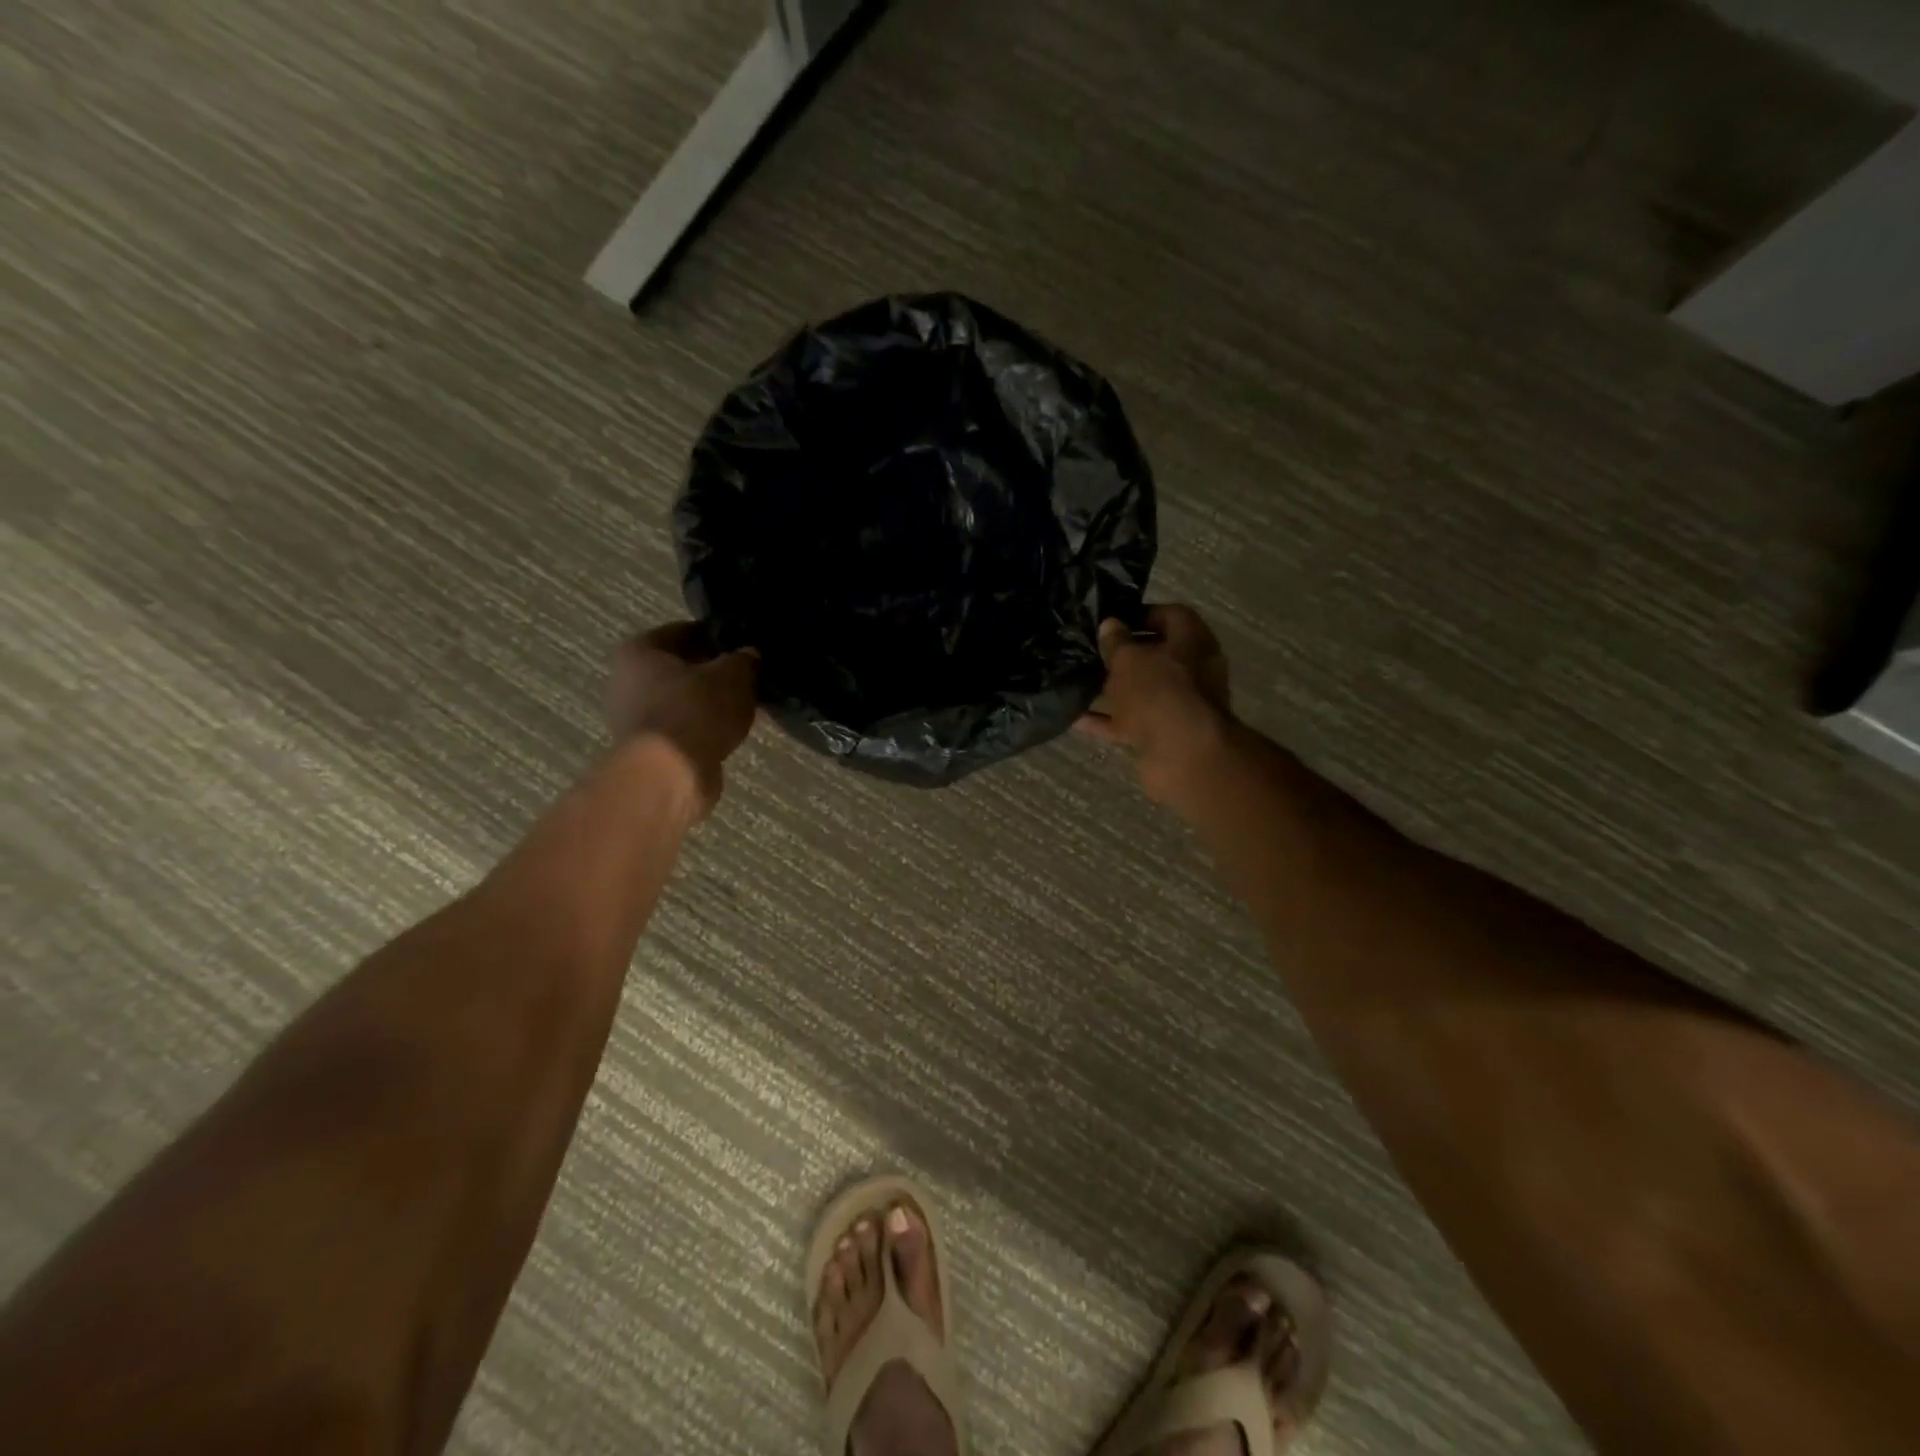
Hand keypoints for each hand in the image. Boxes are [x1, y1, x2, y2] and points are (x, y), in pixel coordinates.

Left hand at [605, 623, 758, 814]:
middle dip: (712, 672)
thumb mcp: (732, 675)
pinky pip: (683, 728)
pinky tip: (729, 731)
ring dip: (709, 702)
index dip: (716, 636)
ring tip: (743, 706)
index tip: (743, 645)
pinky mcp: (649, 749)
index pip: (684, 631)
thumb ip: (743, 660)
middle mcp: (626, 680)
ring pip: (682, 700)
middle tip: (746, 677)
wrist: (670, 774)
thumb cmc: (695, 710)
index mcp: (639, 650)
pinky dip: (704, 728)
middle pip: (680, 668)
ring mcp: (634, 718)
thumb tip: (748, 655)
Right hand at [1078, 604, 1233, 803]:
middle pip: (1155, 656)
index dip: (1141, 614)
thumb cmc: (1160, 692)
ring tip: (1078, 681)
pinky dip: (1106, 720)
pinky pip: (1130, 721)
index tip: (1110, 621)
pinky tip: (1075, 717)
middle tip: (1089, 650)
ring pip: (1141, 691)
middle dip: (1123, 654)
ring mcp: (1177, 705)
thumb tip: (1110, 625)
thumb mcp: (1130, 659)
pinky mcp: (1162, 734)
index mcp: (1193, 641)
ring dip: (1112, 688)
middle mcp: (1191, 671)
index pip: (1170, 616)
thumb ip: (1117, 642)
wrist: (1183, 755)